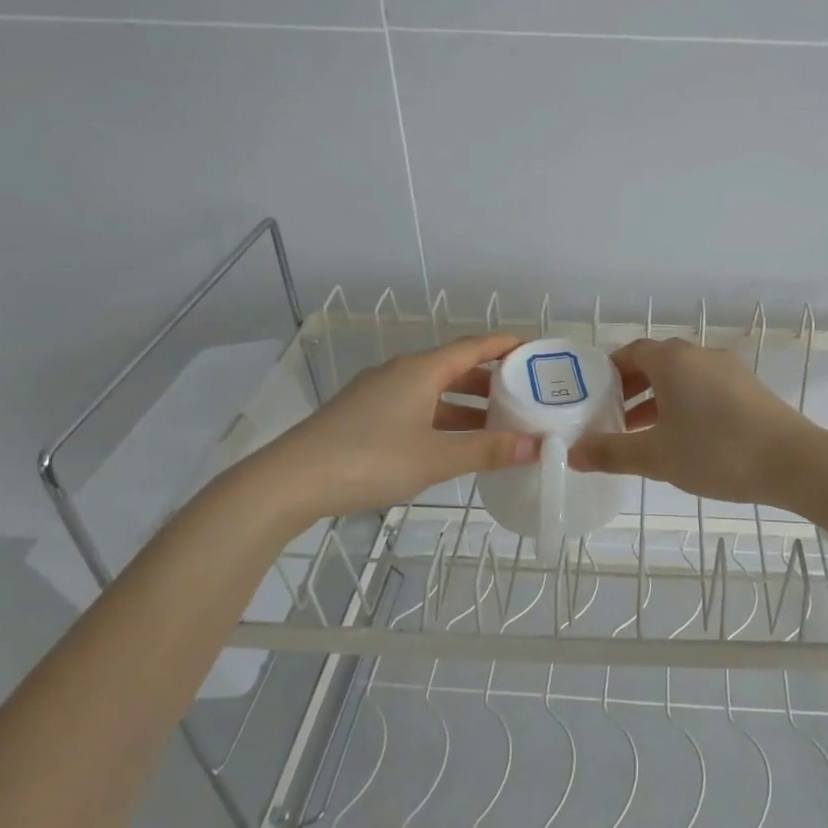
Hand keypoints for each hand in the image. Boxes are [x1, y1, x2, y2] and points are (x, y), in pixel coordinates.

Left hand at [248, 334, 537, 522]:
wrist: (289, 482)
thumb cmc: (369, 459)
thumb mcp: (436, 458)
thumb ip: (488, 451)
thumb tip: (538, 446)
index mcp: (421, 370)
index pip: (473, 346)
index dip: (506, 346)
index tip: (535, 352)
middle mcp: (401, 373)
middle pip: (455, 367)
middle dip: (491, 381)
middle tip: (525, 396)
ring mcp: (379, 394)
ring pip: (434, 391)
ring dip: (466, 405)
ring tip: (498, 425)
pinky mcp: (364, 416)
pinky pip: (416, 407)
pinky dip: (442, 419)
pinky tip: (453, 444)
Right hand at [567, 337, 821, 505]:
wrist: (794, 462)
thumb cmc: (717, 451)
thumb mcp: (656, 456)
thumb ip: (611, 453)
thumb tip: (571, 453)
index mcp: (673, 360)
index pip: (631, 352)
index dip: (609, 373)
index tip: (594, 398)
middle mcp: (700, 355)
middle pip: (657, 363)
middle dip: (632, 388)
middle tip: (613, 418)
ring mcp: (730, 370)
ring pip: (683, 378)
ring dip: (659, 399)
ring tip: (643, 434)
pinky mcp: (750, 389)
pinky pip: (706, 389)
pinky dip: (686, 405)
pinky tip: (685, 438)